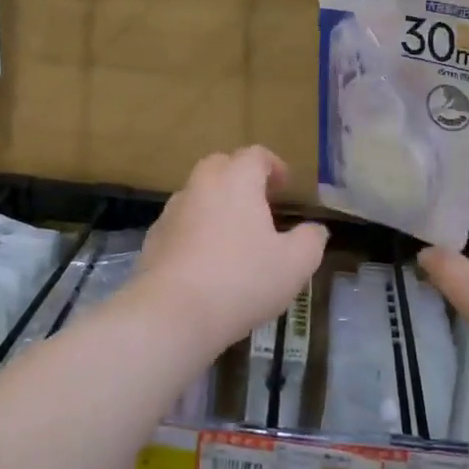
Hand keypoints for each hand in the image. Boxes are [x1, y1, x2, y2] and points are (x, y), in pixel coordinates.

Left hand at [130, 147, 328, 353]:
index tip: (285, 185)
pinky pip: (181, 223)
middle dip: (241, 177)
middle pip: (221, 165)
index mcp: (237, 180)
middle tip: (259, 202)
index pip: (255, 155)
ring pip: (198, 194)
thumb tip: (315, 230)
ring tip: (234, 234)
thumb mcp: (295, 264)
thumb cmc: (241, 280)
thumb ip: (310, 240)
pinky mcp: (154, 239)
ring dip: (216, 204)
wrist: (172, 313)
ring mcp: (172, 211)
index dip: (273, 166)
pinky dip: (196, 230)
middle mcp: (201, 186)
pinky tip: (206, 260)